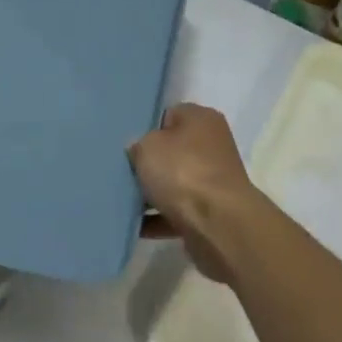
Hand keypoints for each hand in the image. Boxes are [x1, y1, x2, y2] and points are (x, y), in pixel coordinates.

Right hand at [128, 103, 256, 283]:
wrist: (218, 225)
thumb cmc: (183, 172)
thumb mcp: (147, 147)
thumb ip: (139, 145)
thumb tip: (139, 151)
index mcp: (202, 119)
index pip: (169, 115)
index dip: (146, 129)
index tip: (128, 145)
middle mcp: (213, 145)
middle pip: (172, 151)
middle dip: (149, 164)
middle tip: (123, 173)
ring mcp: (214, 181)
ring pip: (174, 183)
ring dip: (152, 194)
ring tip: (123, 201)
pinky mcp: (211, 212)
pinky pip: (177, 212)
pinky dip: (158, 219)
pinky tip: (135, 226)